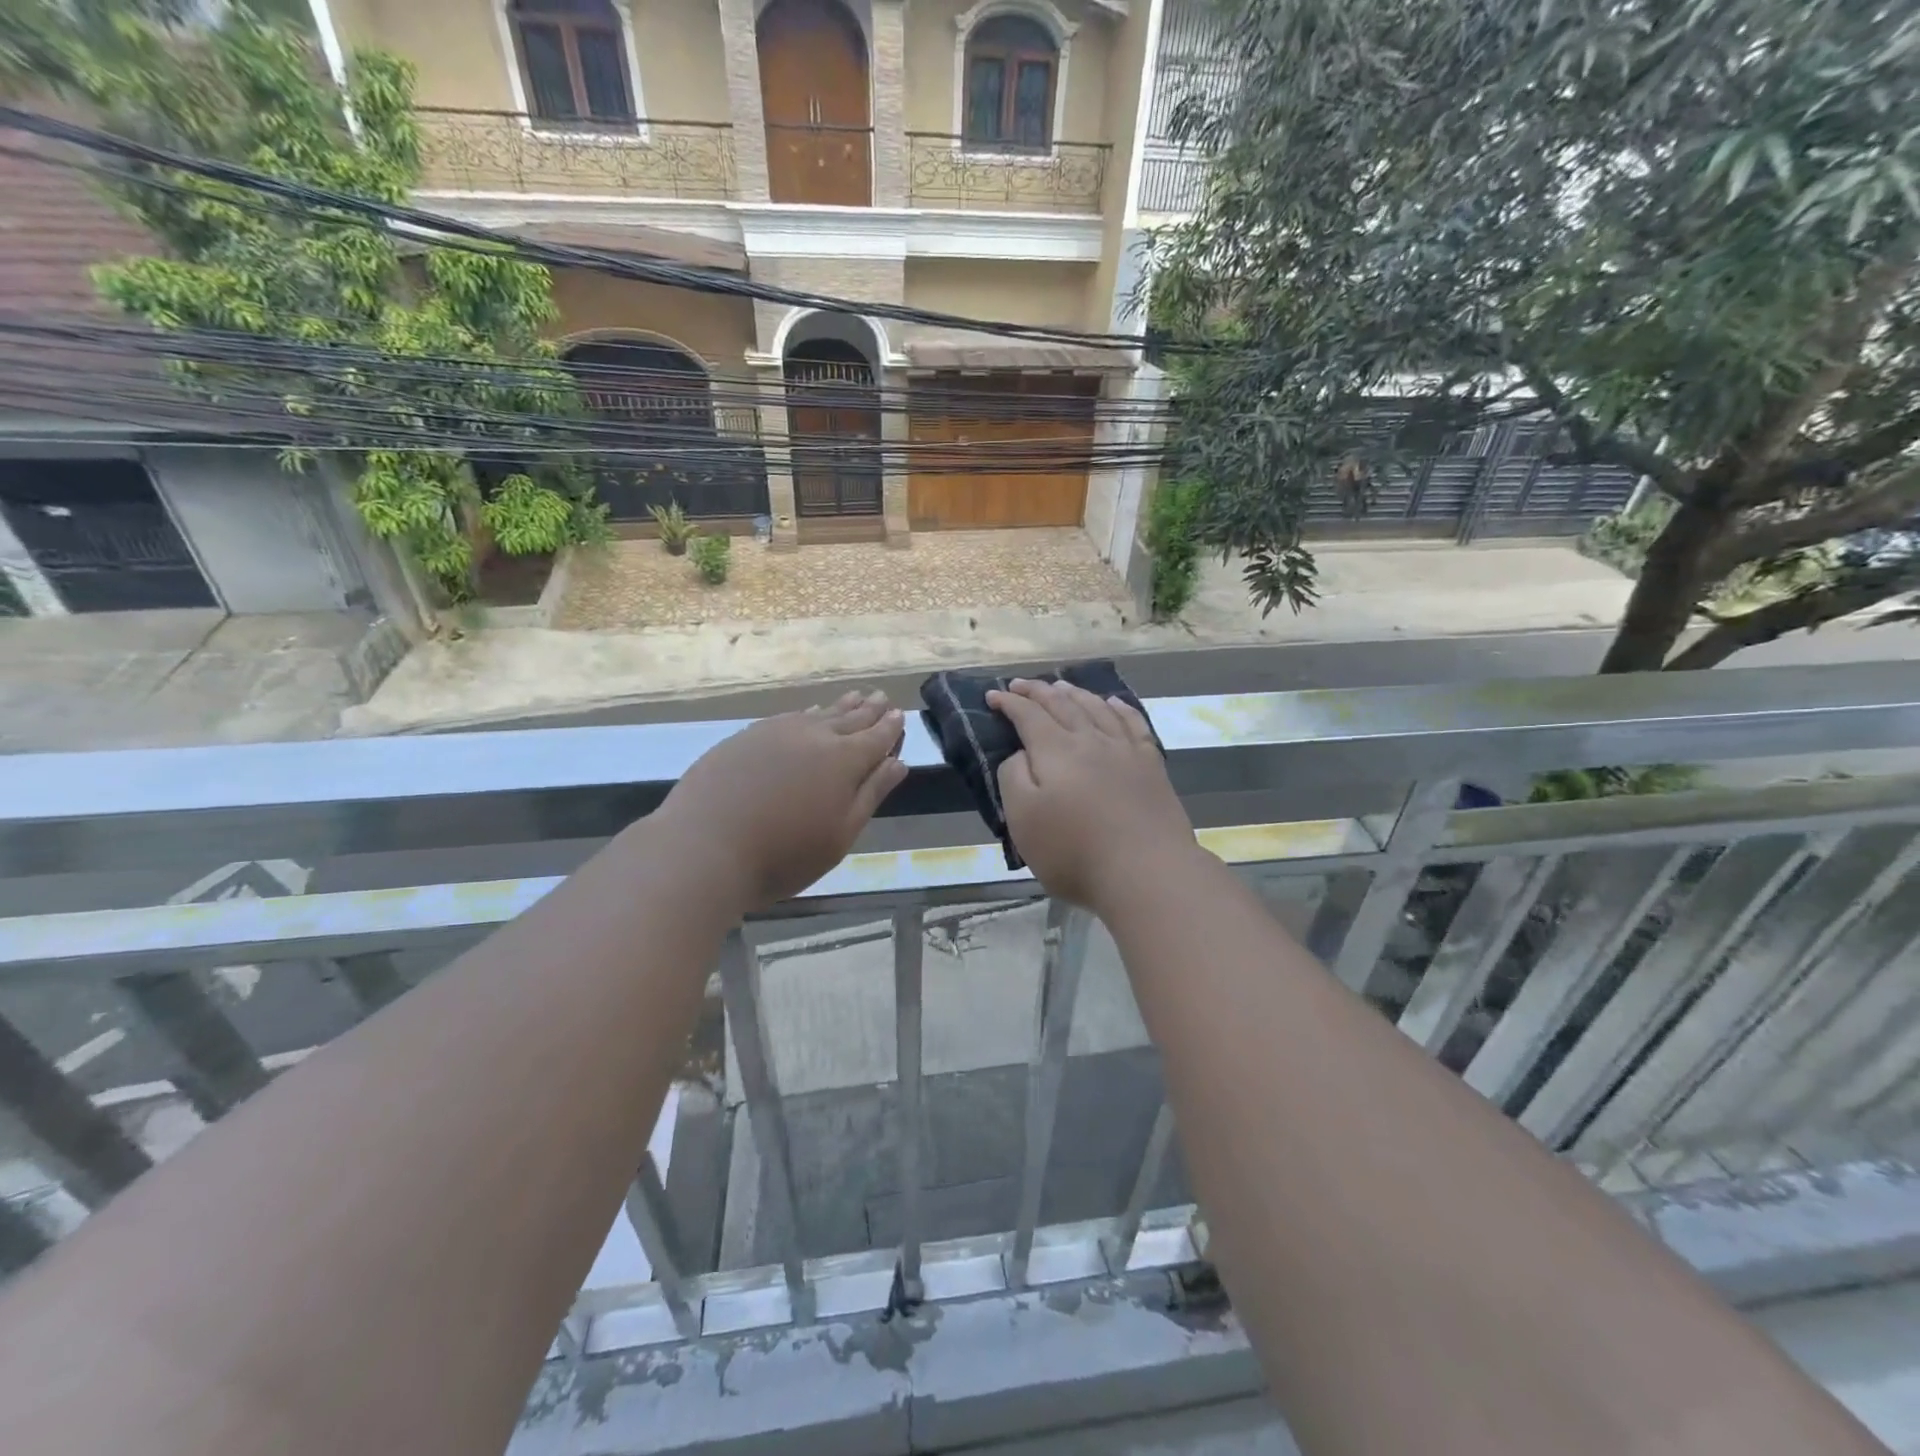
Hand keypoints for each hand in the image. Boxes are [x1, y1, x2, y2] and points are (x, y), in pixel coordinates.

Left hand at [658, 690, 907, 910]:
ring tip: (854, 697)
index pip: (876, 737)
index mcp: (844, 760)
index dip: (890, 726)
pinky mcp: (745, 737)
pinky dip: (806, 714)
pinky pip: (788, 718)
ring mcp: (776, 732)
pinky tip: (806, 716)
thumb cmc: (783, 854)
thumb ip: (870, 795)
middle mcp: (814, 736)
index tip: (900, 714)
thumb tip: (897, 763)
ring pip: (817, 714)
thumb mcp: (840, 834)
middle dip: (869, 709)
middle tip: (881, 696)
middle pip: (849, 718)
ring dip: (839, 706)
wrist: (704, 847)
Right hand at [988, 678, 1196, 911]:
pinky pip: (1133, 724)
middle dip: (1038, 692)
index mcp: (1055, 751)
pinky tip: (1114, 704)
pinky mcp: (1151, 766)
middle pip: (1062, 705)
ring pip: (1097, 709)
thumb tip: (1021, 753)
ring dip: (1075, 694)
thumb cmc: (1075, 852)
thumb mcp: (1023, 820)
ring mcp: (1125, 751)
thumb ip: (1013, 778)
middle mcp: (1090, 740)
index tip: (993, 697)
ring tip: (1061, 686)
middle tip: (1020, 684)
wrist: (1147, 872)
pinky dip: (1120, 709)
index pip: (1028, 716)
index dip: (1009, 703)